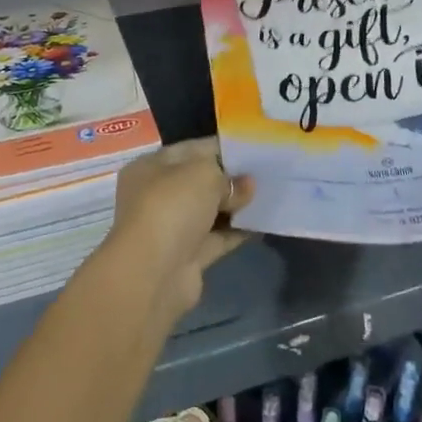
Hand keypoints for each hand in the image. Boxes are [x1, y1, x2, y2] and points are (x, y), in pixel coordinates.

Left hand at [104, 137, 253, 319]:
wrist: (153, 274)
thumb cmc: (172, 207)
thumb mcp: (203, 174)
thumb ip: (228, 176)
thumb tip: (246, 185)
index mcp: (151, 167)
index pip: (191, 150)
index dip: (222, 147)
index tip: (254, 148)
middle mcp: (157, 195)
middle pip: (200, 181)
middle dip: (231, 177)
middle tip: (267, 173)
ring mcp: (172, 227)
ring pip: (210, 210)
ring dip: (236, 205)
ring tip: (271, 195)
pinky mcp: (188, 256)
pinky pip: (218, 237)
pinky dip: (238, 231)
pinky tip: (264, 222)